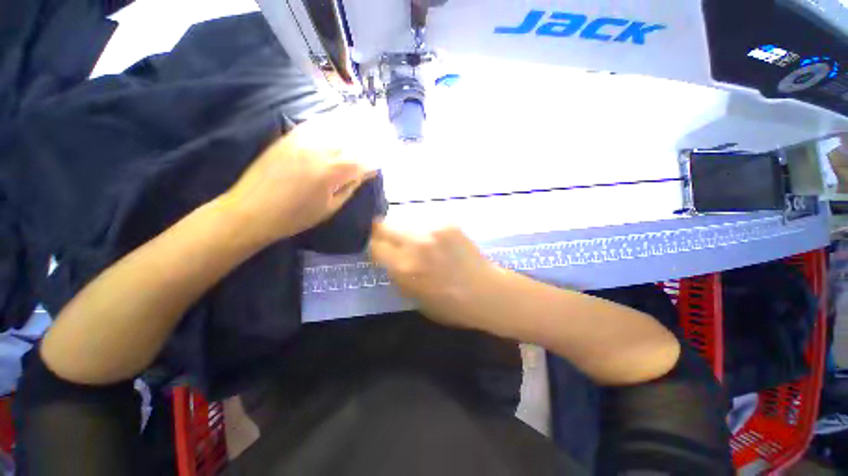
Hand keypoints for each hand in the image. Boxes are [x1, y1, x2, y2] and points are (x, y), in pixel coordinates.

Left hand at [221, 106, 394, 244]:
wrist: (251, 211)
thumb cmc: (295, 217)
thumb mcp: (330, 208)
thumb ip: (350, 187)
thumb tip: (366, 172)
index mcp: (334, 172)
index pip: (364, 158)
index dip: (378, 155)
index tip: (389, 153)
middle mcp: (322, 150)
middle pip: (354, 138)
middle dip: (372, 134)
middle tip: (386, 129)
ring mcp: (304, 140)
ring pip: (337, 125)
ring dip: (355, 121)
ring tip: (370, 116)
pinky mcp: (290, 137)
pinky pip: (316, 122)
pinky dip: (332, 119)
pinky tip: (340, 116)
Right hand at [369, 222, 497, 329]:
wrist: (486, 292)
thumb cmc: (450, 305)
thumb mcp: (414, 298)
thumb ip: (397, 275)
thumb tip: (388, 259)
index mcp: (403, 267)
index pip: (373, 245)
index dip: (373, 247)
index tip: (378, 250)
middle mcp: (415, 243)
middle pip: (383, 225)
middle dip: (381, 232)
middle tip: (390, 240)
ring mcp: (433, 229)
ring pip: (405, 221)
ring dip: (405, 231)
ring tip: (419, 243)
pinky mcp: (448, 223)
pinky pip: (426, 223)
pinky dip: (425, 231)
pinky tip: (437, 243)